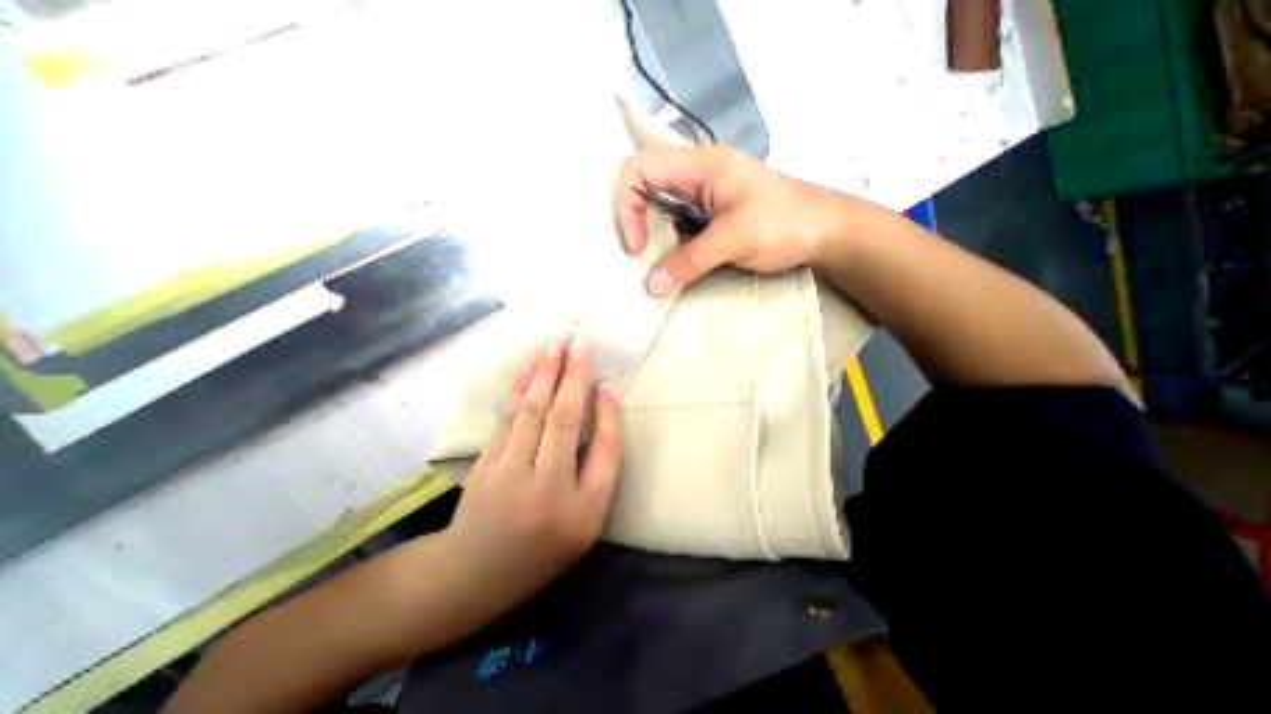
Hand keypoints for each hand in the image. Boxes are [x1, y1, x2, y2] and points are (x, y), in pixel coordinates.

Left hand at [442, 339, 623, 606]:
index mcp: (579, 508)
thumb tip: (604, 407)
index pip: (601, 450)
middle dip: (571, 376)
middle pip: (559, 420)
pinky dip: (519, 388)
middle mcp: (543, 487)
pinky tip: (527, 367)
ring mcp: (506, 473)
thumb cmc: (545, 546)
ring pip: (529, 412)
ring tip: (554, 344)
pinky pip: (507, 418)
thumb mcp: (588, 518)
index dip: (605, 411)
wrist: (475, 574)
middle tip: (580, 342)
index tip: (607, 379)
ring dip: (542, 374)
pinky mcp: (484, 463)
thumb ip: (600, 463)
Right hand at [611, 144, 858, 296]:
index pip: (640, 168)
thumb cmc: (786, 222)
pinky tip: (670, 268)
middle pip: (642, 188)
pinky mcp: (705, 220)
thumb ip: (691, 261)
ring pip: (657, 214)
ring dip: (650, 241)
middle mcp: (693, 177)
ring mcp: (699, 200)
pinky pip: (674, 232)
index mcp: (700, 165)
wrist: (823, 231)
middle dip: (633, 223)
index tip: (638, 246)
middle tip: (639, 258)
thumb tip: (652, 285)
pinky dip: (666, 250)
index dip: (627, 205)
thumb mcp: (736, 238)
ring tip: (654, 269)